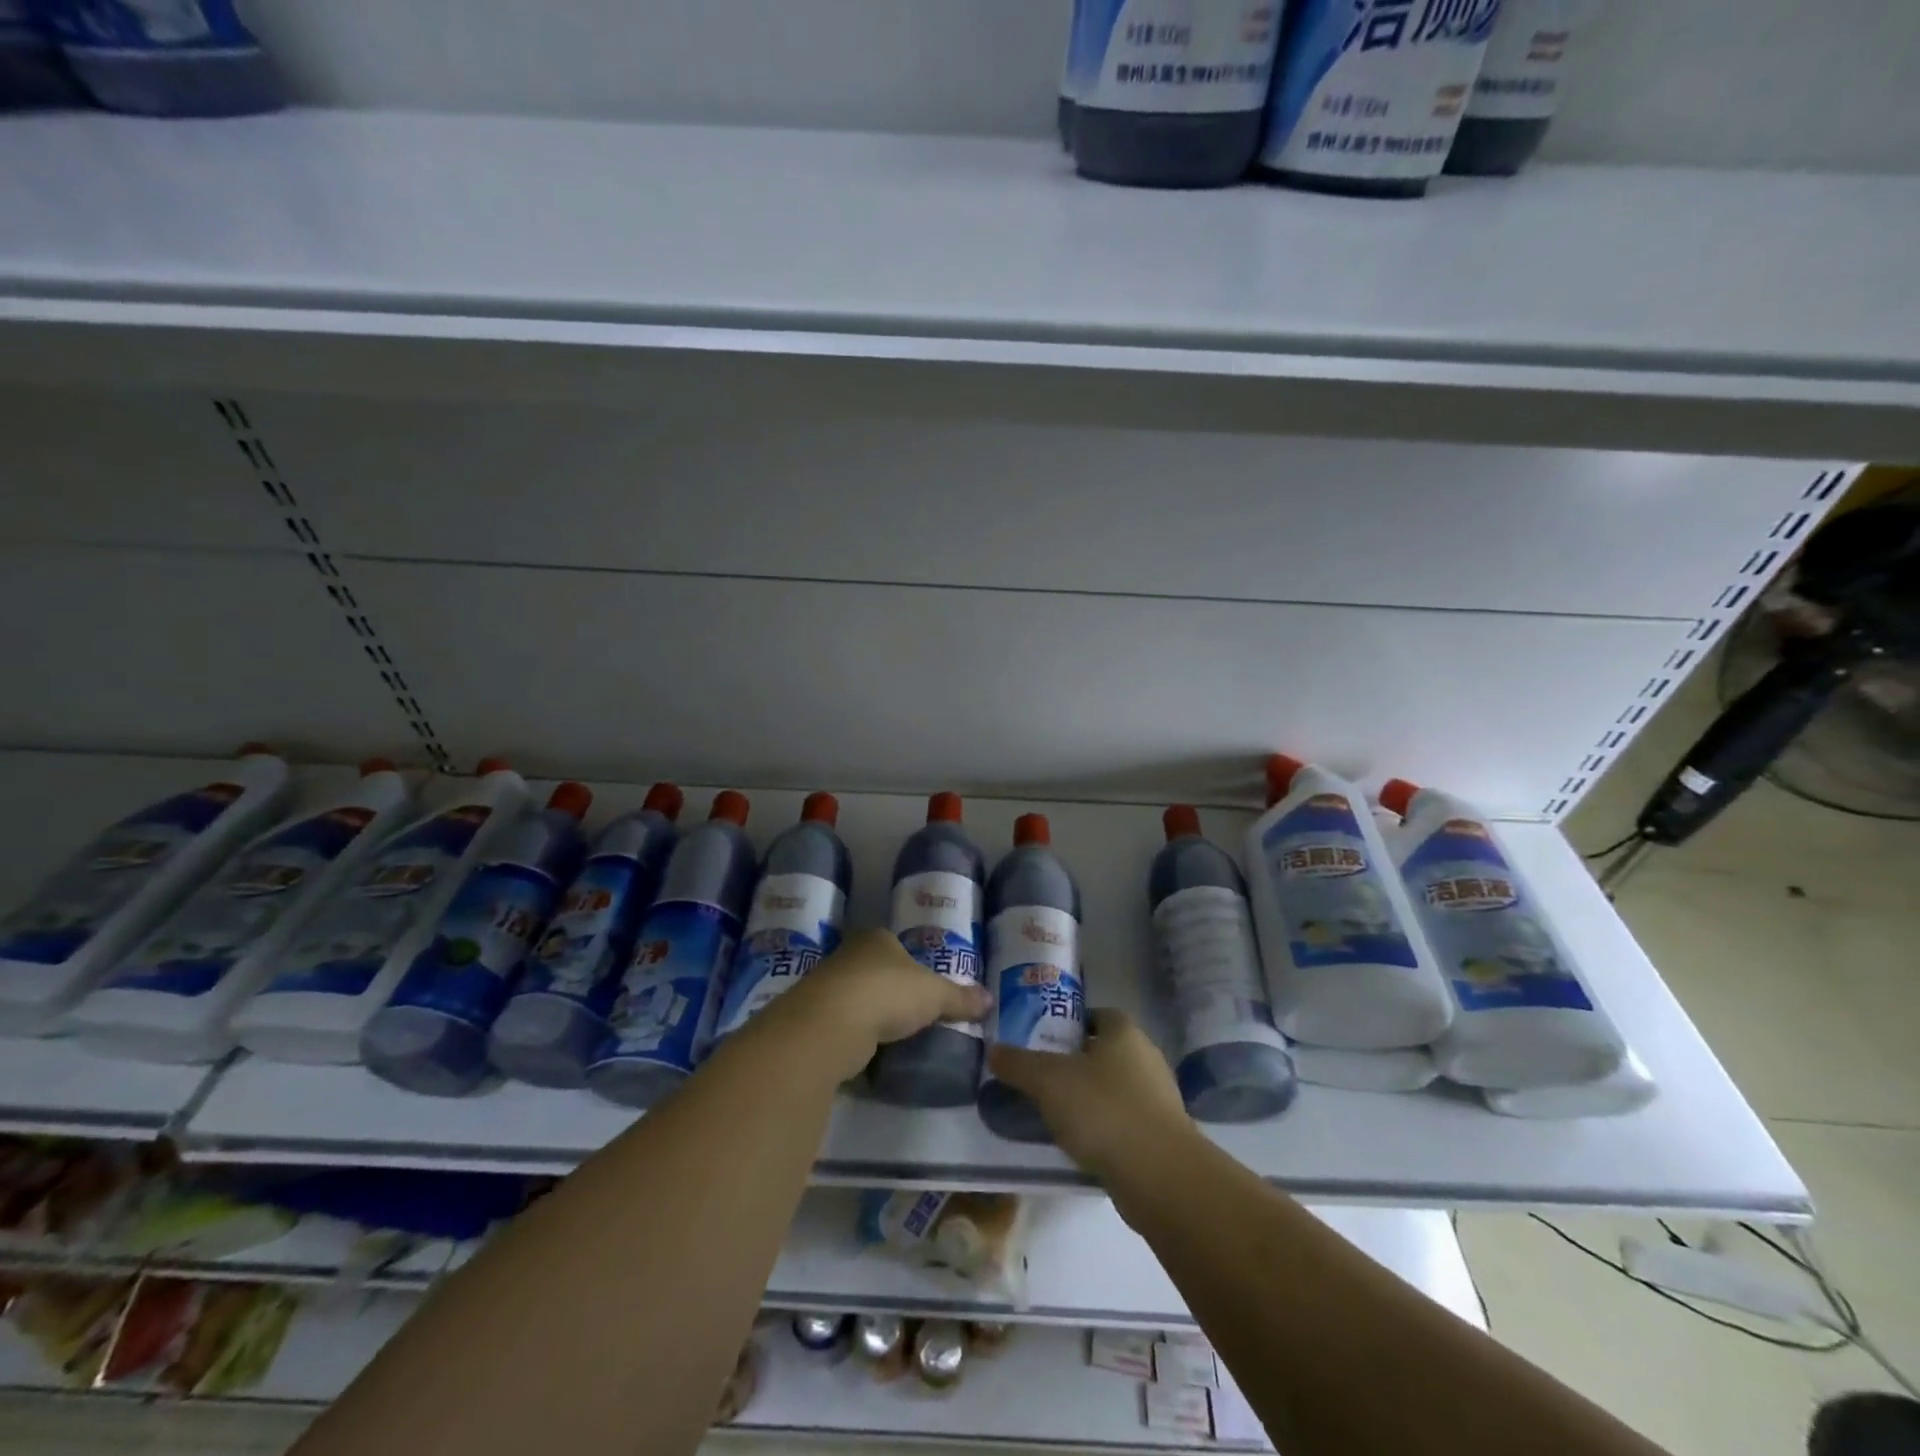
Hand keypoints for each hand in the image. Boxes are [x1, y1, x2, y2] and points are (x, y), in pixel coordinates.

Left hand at [771, 929, 992, 1081]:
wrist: (829, 1025)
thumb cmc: (887, 993)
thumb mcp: (935, 994)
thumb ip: (960, 998)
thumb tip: (990, 1000)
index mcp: (878, 939)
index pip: (899, 947)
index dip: (915, 966)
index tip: (928, 989)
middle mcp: (849, 955)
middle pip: (877, 971)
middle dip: (893, 992)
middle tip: (916, 1016)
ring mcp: (828, 986)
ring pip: (859, 999)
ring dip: (873, 1016)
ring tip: (896, 1038)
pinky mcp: (815, 1019)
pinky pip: (844, 1026)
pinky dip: (857, 1038)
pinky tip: (870, 1053)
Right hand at [987, 1009, 1193, 1181]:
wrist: (1159, 1176)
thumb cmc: (1103, 1110)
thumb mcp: (1048, 1081)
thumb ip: (1018, 1064)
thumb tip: (993, 1050)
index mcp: (1124, 1032)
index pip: (1096, 1014)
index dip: (1069, 1023)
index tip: (1042, 1040)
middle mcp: (1146, 1057)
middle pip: (1104, 1051)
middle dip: (1076, 1063)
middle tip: (1042, 1077)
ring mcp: (1159, 1098)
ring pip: (1115, 1088)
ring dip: (1090, 1098)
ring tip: (1055, 1114)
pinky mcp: (1162, 1135)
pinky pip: (1125, 1121)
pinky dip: (1104, 1128)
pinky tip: (1081, 1144)